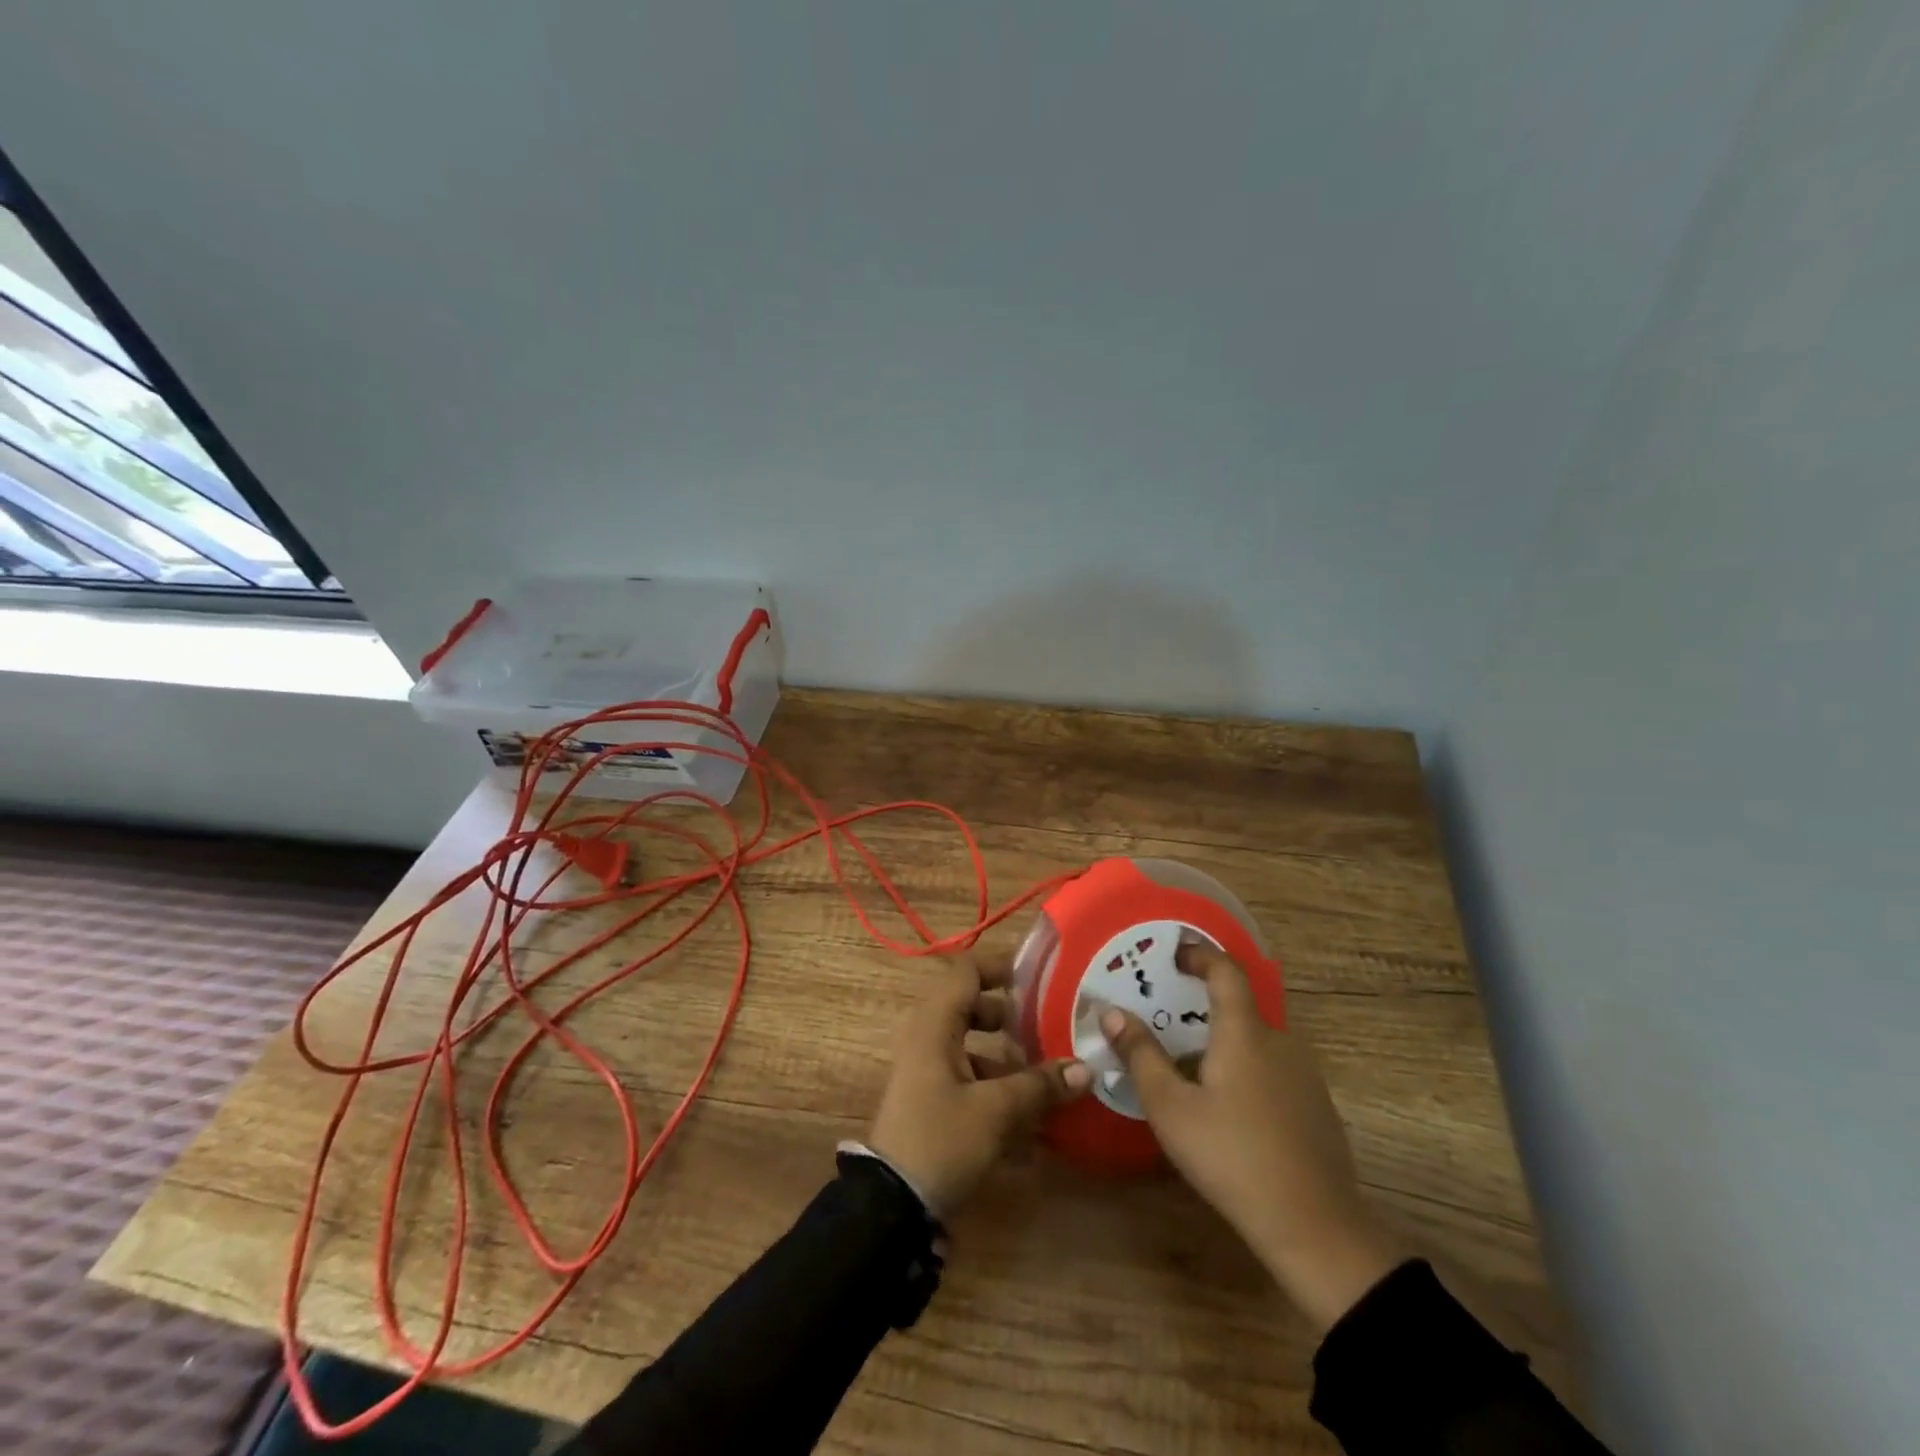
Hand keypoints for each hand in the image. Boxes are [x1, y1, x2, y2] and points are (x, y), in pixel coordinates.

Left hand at [868, 953, 1091, 1215]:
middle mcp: (926, 1037)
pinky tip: (1028, 1121)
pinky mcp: (930, 1099)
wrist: (890, 1205)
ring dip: (1006, 1057)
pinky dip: (995, 1087)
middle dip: (1010, 1015)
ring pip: (970, 1045)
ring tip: (1046, 1076)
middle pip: (971, 1006)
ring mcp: (925, 1069)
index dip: (1000, 967)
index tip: (1038, 977)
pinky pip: (966, 1077)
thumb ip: (1039, 1086)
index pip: (966, 971)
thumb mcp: (995, 1111)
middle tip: (1047, 1025)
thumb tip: (1085, 1068)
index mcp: (934, 1023)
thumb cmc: (940, 1140)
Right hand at [1100, 944, 1399, 1330]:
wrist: (1315, 1228)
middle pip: (1240, 1008)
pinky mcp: (1317, 1108)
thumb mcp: (1171, 1107)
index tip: (1175, 952)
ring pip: (1257, 1042)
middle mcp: (1280, 1042)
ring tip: (1190, 1067)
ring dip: (1224, 1042)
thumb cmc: (1232, 1156)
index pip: (1226, 971)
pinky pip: (1274, 1070)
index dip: (1200, 954)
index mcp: (1245, 1032)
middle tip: (1168, 1020)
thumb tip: (1112, 1012)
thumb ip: (1141, 1055)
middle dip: (1203, 1006)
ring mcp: (1305, 1076)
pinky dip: (1246, 1069)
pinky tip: (1227, 1108)